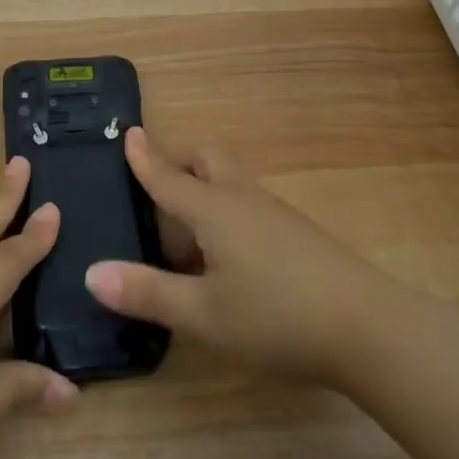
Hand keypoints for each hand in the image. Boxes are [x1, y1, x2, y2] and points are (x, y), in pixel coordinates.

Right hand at [83, 127, 392, 388]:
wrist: (367, 327)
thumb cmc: (276, 316)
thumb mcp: (203, 314)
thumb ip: (147, 293)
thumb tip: (91, 272)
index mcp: (213, 209)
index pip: (169, 177)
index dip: (145, 158)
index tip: (129, 132)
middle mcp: (242, 198)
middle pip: (206, 161)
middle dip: (180, 165)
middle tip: (158, 192)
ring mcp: (274, 213)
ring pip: (230, 182)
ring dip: (204, 193)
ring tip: (187, 239)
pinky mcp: (297, 233)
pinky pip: (248, 205)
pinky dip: (226, 215)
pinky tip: (229, 260)